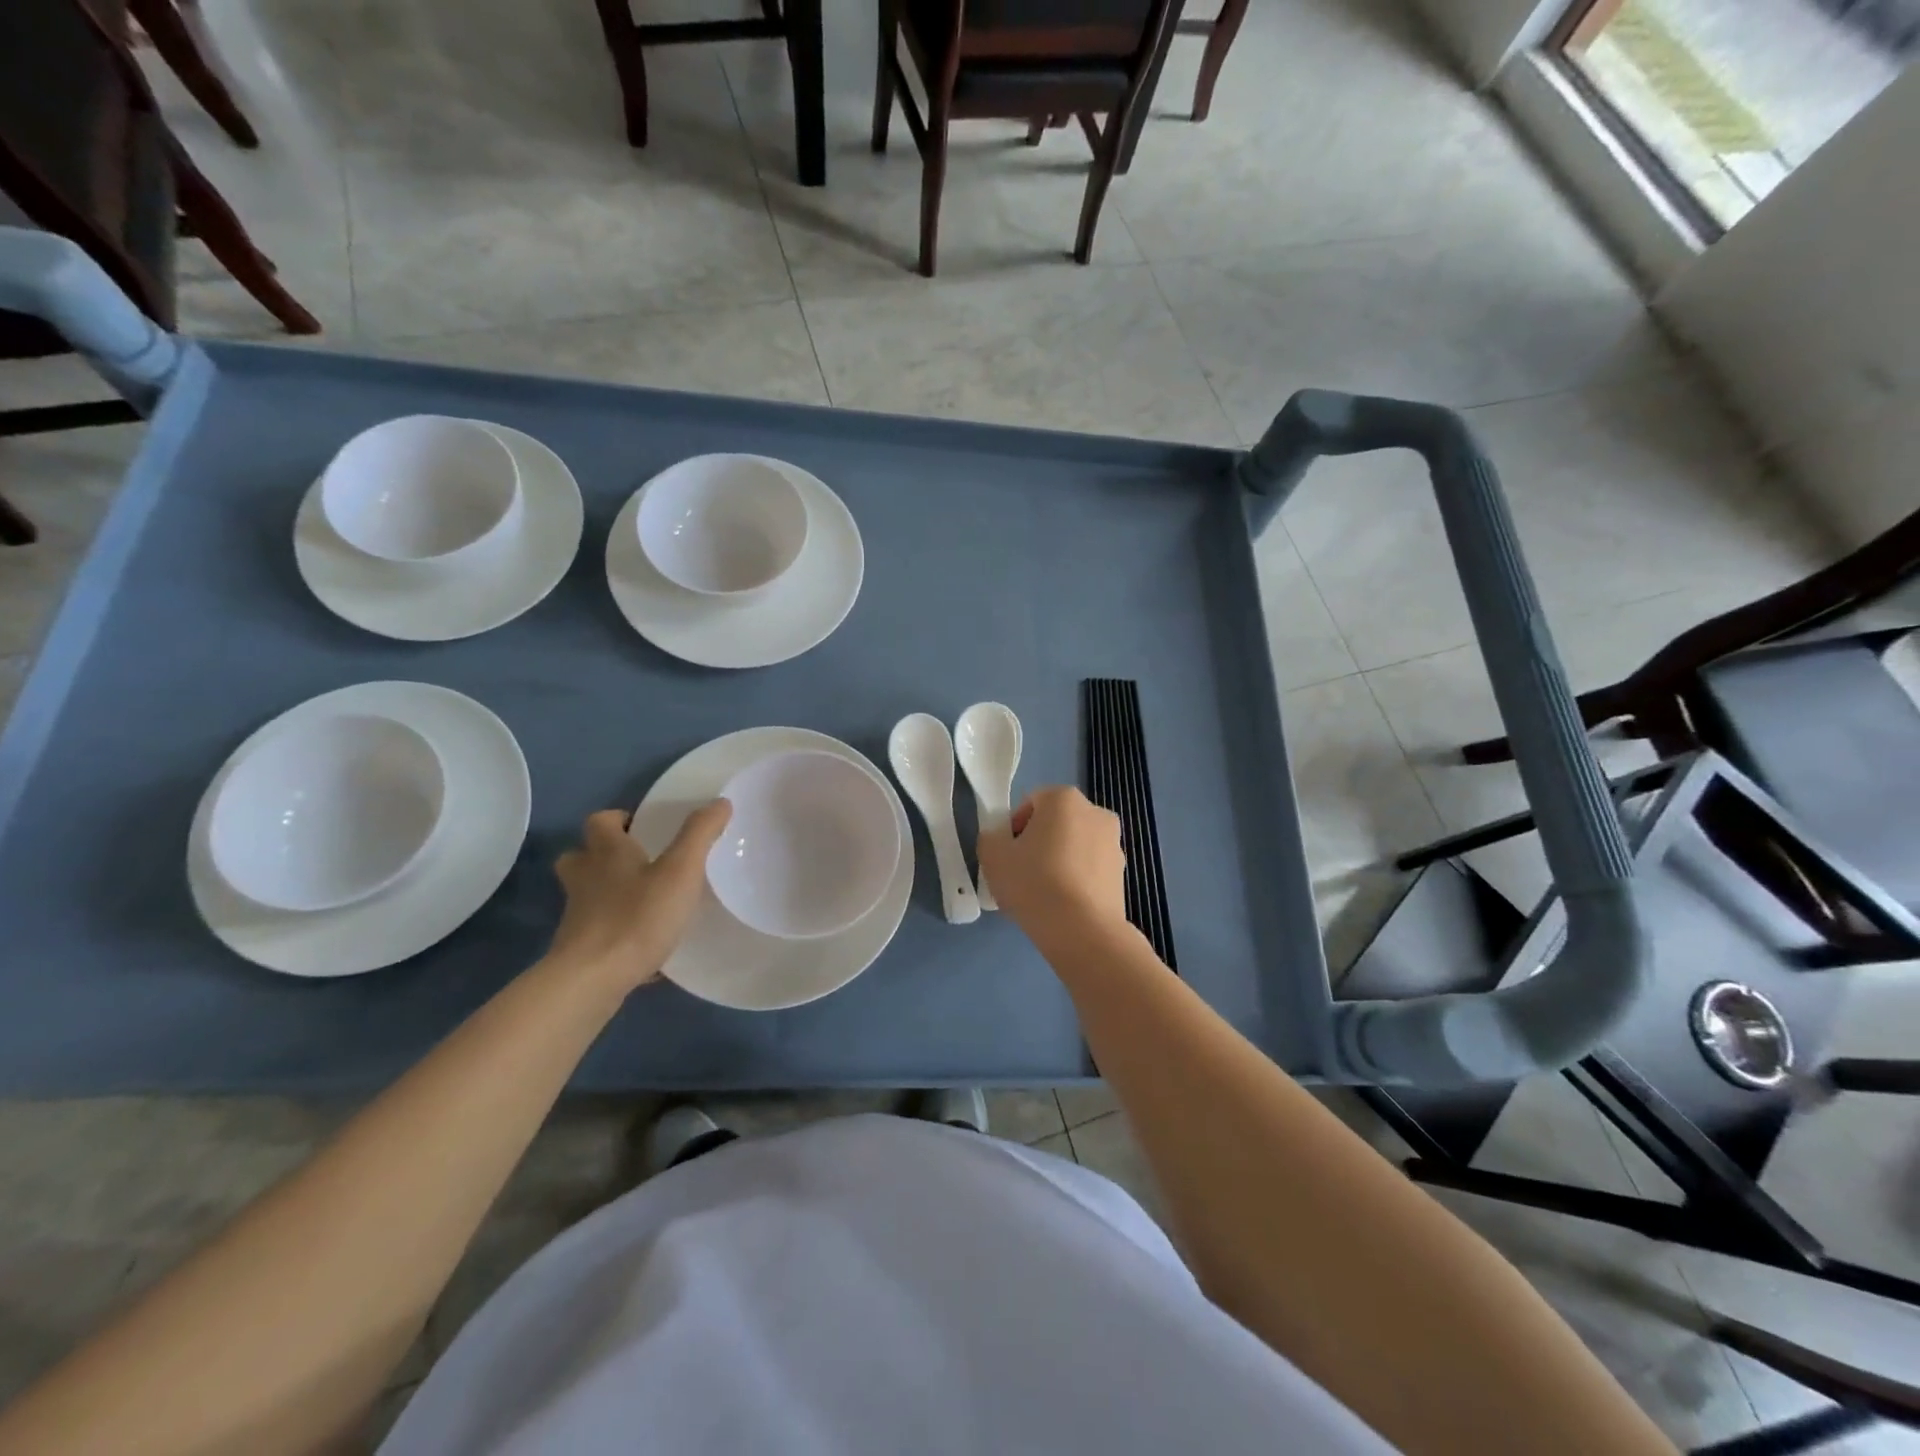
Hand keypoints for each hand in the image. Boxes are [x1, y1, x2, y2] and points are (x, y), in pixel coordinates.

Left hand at [550, 801, 731, 991]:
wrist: (592, 980)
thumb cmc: (637, 917)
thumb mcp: (680, 871)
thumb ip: (700, 834)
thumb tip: (720, 802)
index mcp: (606, 853)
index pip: (600, 822)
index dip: (619, 819)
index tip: (644, 827)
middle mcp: (585, 879)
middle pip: (581, 856)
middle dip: (604, 855)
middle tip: (639, 862)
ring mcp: (578, 916)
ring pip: (588, 895)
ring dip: (610, 893)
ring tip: (645, 901)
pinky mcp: (580, 949)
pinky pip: (599, 932)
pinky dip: (618, 932)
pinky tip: (647, 945)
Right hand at [977, 786, 1126, 943]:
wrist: (1082, 929)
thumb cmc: (1033, 882)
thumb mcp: (993, 856)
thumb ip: (990, 838)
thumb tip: (1000, 839)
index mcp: (1063, 798)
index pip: (1030, 803)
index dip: (1013, 828)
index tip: (1007, 856)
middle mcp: (1095, 811)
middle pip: (1055, 823)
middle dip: (1039, 842)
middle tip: (1022, 873)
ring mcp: (1114, 843)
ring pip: (1075, 846)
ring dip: (1059, 860)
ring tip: (1043, 894)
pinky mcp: (1122, 873)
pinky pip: (1090, 869)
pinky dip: (1077, 879)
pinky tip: (1063, 905)